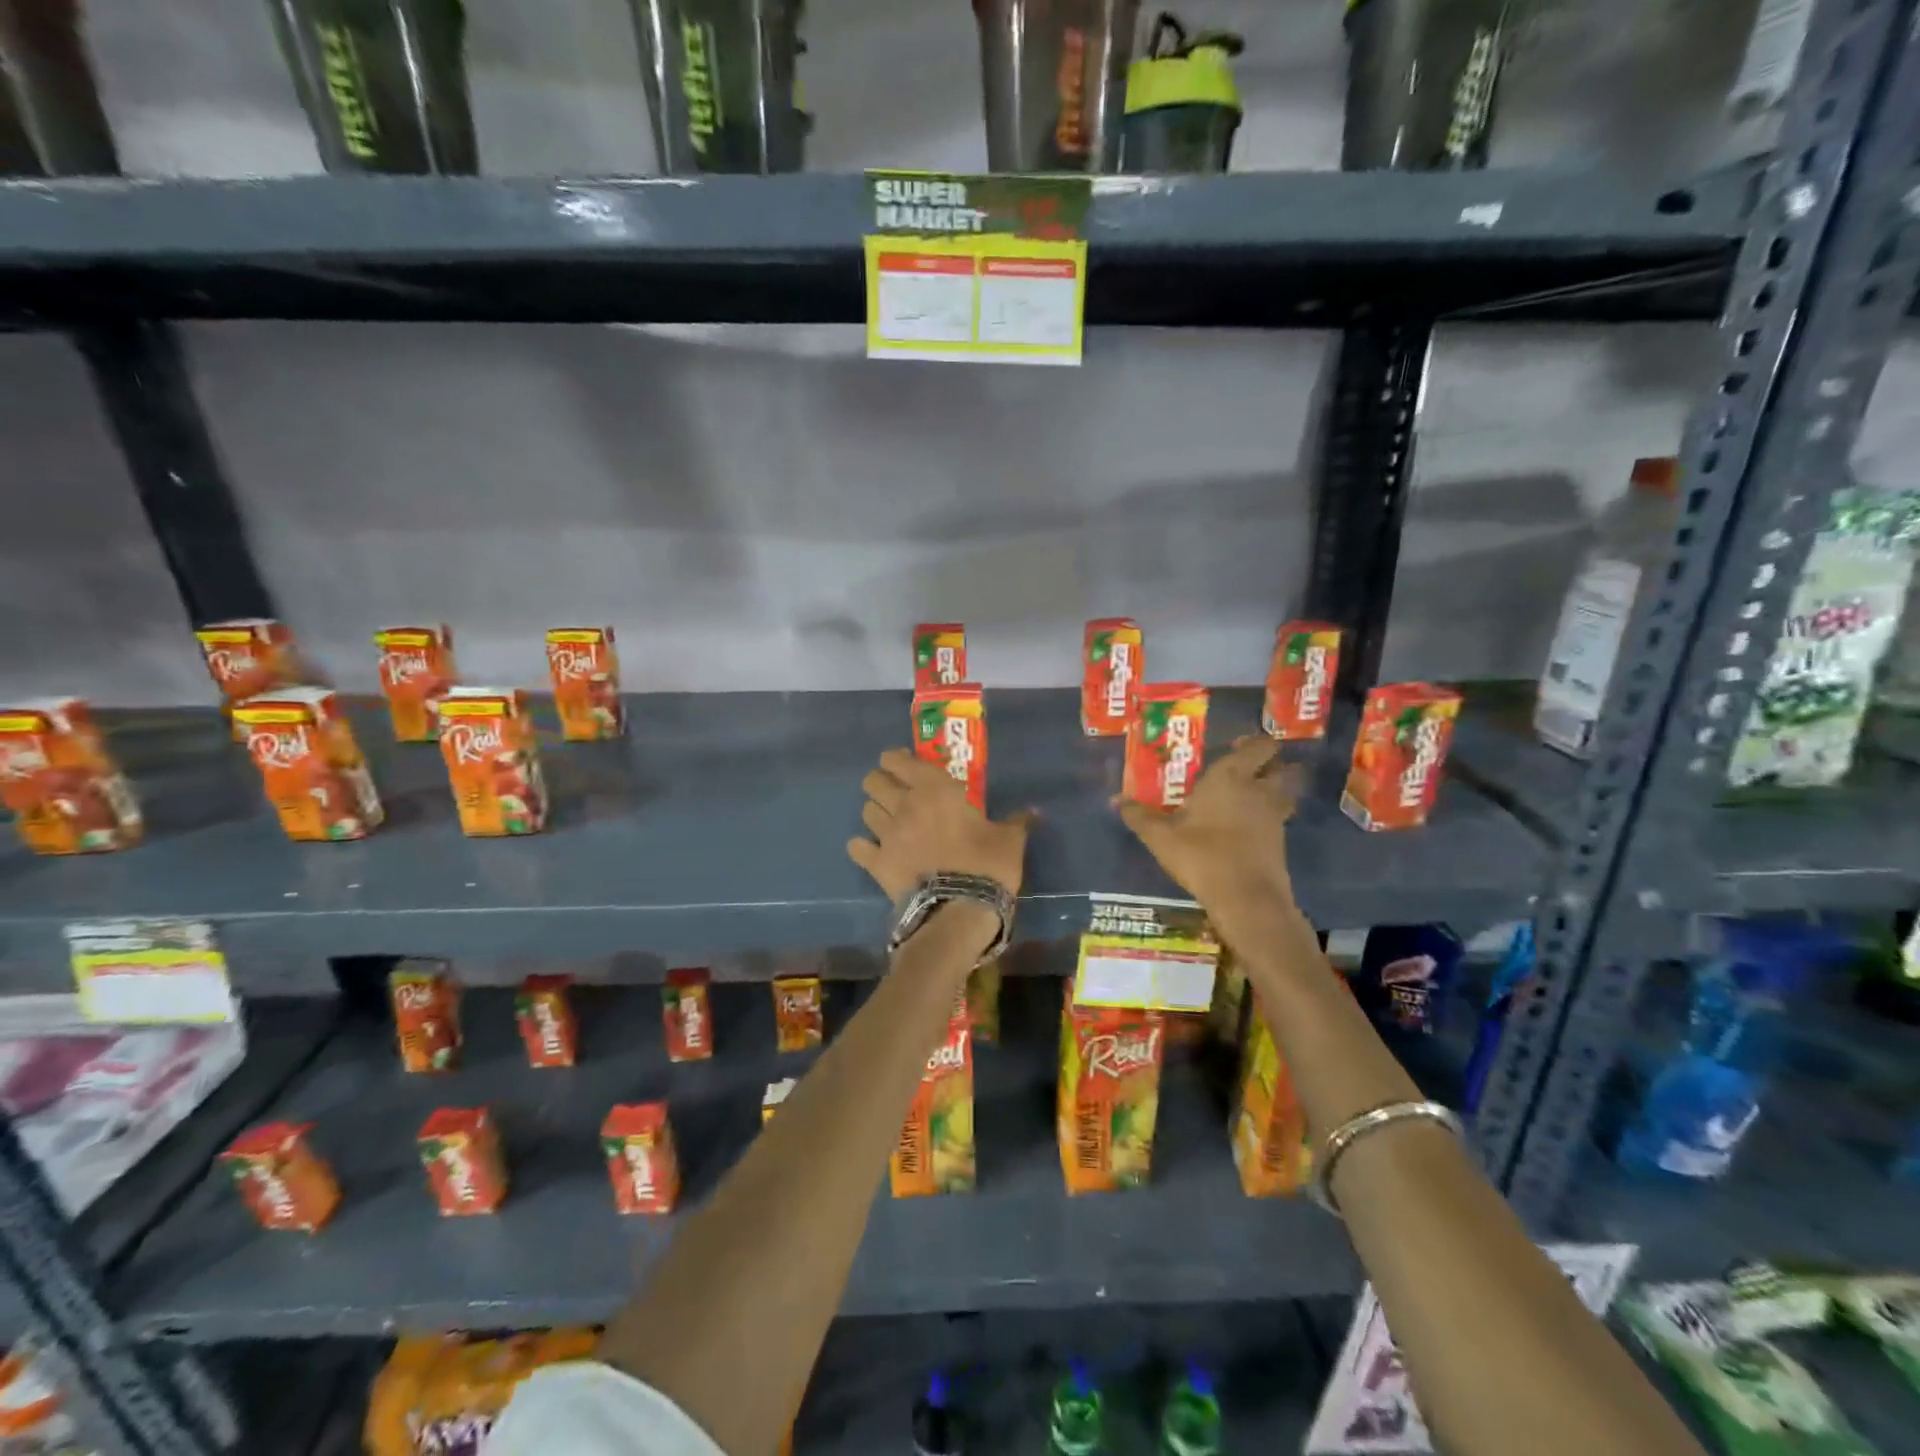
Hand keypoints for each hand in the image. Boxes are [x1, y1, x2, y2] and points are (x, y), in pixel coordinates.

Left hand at [847, 748, 1034, 902]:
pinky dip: (862, 847)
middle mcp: (904, 805)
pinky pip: (857, 847)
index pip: (897, 760)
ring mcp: (886, 834)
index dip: (896, 759)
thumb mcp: (1009, 839)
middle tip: (895, 793)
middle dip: (880, 783)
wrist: (959, 909)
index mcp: (934, 789)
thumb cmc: (986, 865)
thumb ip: (1016, 821)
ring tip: (888, 822)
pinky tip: (872, 851)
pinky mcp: (876, 863)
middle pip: (873, 781)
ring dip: (875, 813)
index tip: (904, 764)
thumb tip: (1033, 812)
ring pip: (865, 811)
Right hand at [1116, 735, 1301, 917]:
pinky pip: (1277, 818)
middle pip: (1278, 766)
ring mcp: (1274, 816)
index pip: (1259, 746)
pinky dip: (1267, 818)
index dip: (1252, 743)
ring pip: (1282, 792)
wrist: (1246, 899)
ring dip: (1271, 790)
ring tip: (1245, 798)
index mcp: (1231, 777)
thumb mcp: (1161, 837)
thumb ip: (1139, 816)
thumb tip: (1116, 800)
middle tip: (1239, 772)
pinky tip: (1244, 829)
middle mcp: (1258, 790)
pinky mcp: (1281, 841)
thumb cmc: (1202, 856)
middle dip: (1264, 765)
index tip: (1234, 747)